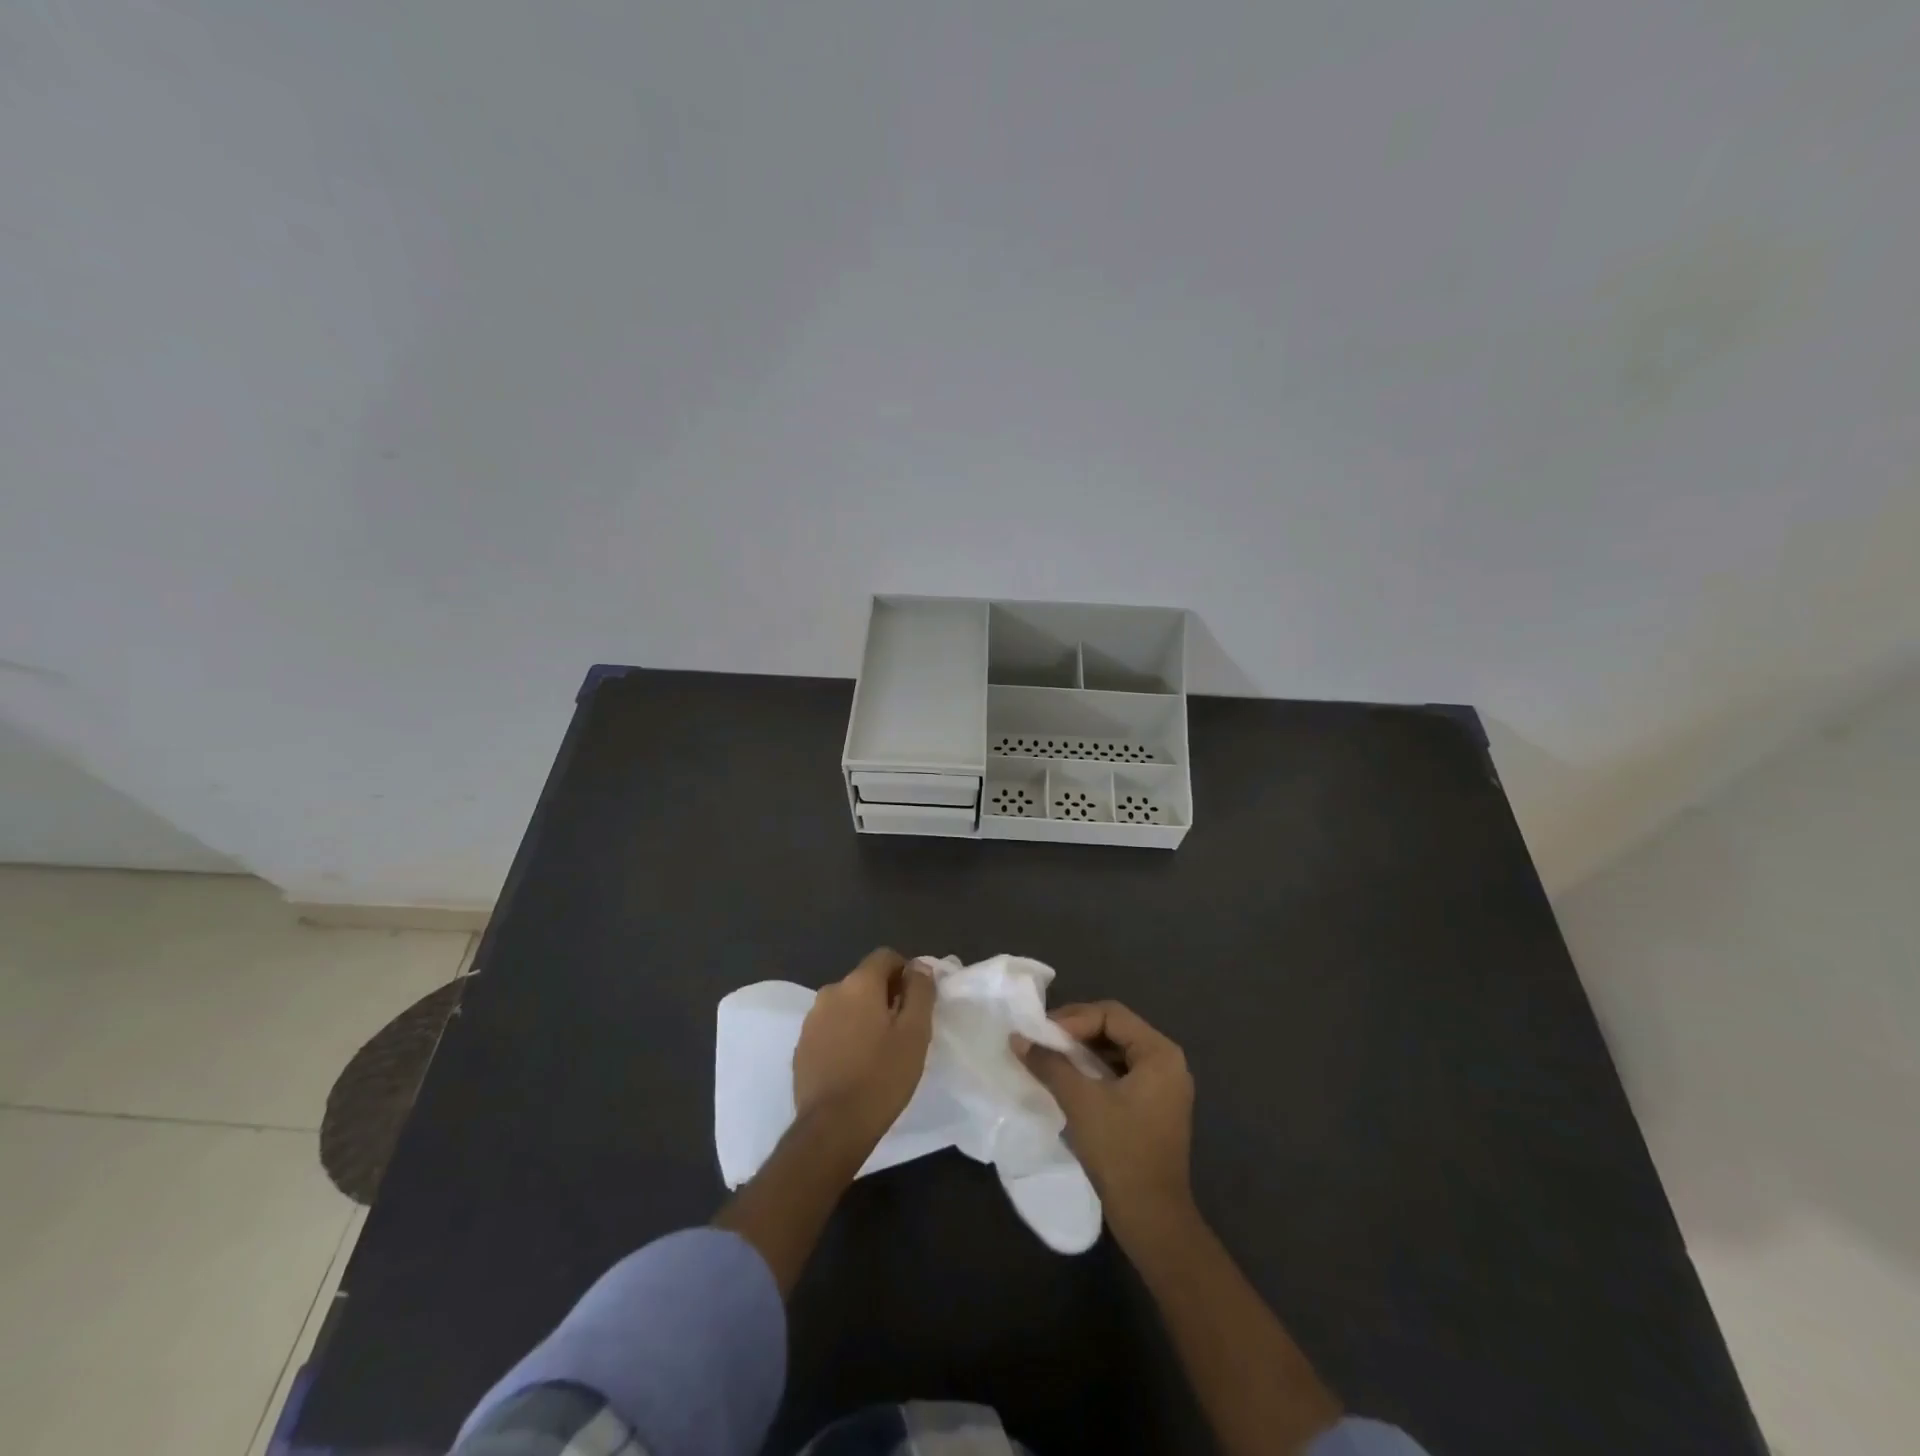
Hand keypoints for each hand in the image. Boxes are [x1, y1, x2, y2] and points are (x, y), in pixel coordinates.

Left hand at [793, 948, 934, 1148]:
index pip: (885, 957)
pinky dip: (844, 1036)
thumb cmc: (881, 1077)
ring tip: (878, 1051)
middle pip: (864, 981)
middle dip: (884, 996)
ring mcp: (811, 1020)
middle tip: (901, 1030)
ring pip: (845, 1005)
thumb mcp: (915, 1033)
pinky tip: (854, 1066)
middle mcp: (830, 992)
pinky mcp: (801, 1047)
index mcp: (858, 984)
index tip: (915, 1002)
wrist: (832, 1128)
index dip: (905, 973)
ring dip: (862, 1016)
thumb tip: (919, 966)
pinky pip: (829, 1028)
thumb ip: (920, 991)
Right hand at [1015, 1000, 1195, 1239]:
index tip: (1041, 1034)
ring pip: (1117, 1051)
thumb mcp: (1080, 1101)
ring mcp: (1164, 1086)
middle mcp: (1168, 1062)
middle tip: (1042, 1041)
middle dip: (1076, 1032)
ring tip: (1050, 1058)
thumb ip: (1049, 1063)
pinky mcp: (1155, 1108)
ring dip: (1083, 1052)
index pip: (1111, 1014)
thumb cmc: (1120, 1151)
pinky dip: (1095, 1071)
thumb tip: (1017, 1038)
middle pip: (1116, 1028)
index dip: (1073, 1019)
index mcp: (1159, 1053)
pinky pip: (1122, 1073)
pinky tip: (1070, 1080)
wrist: (1152, 1219)